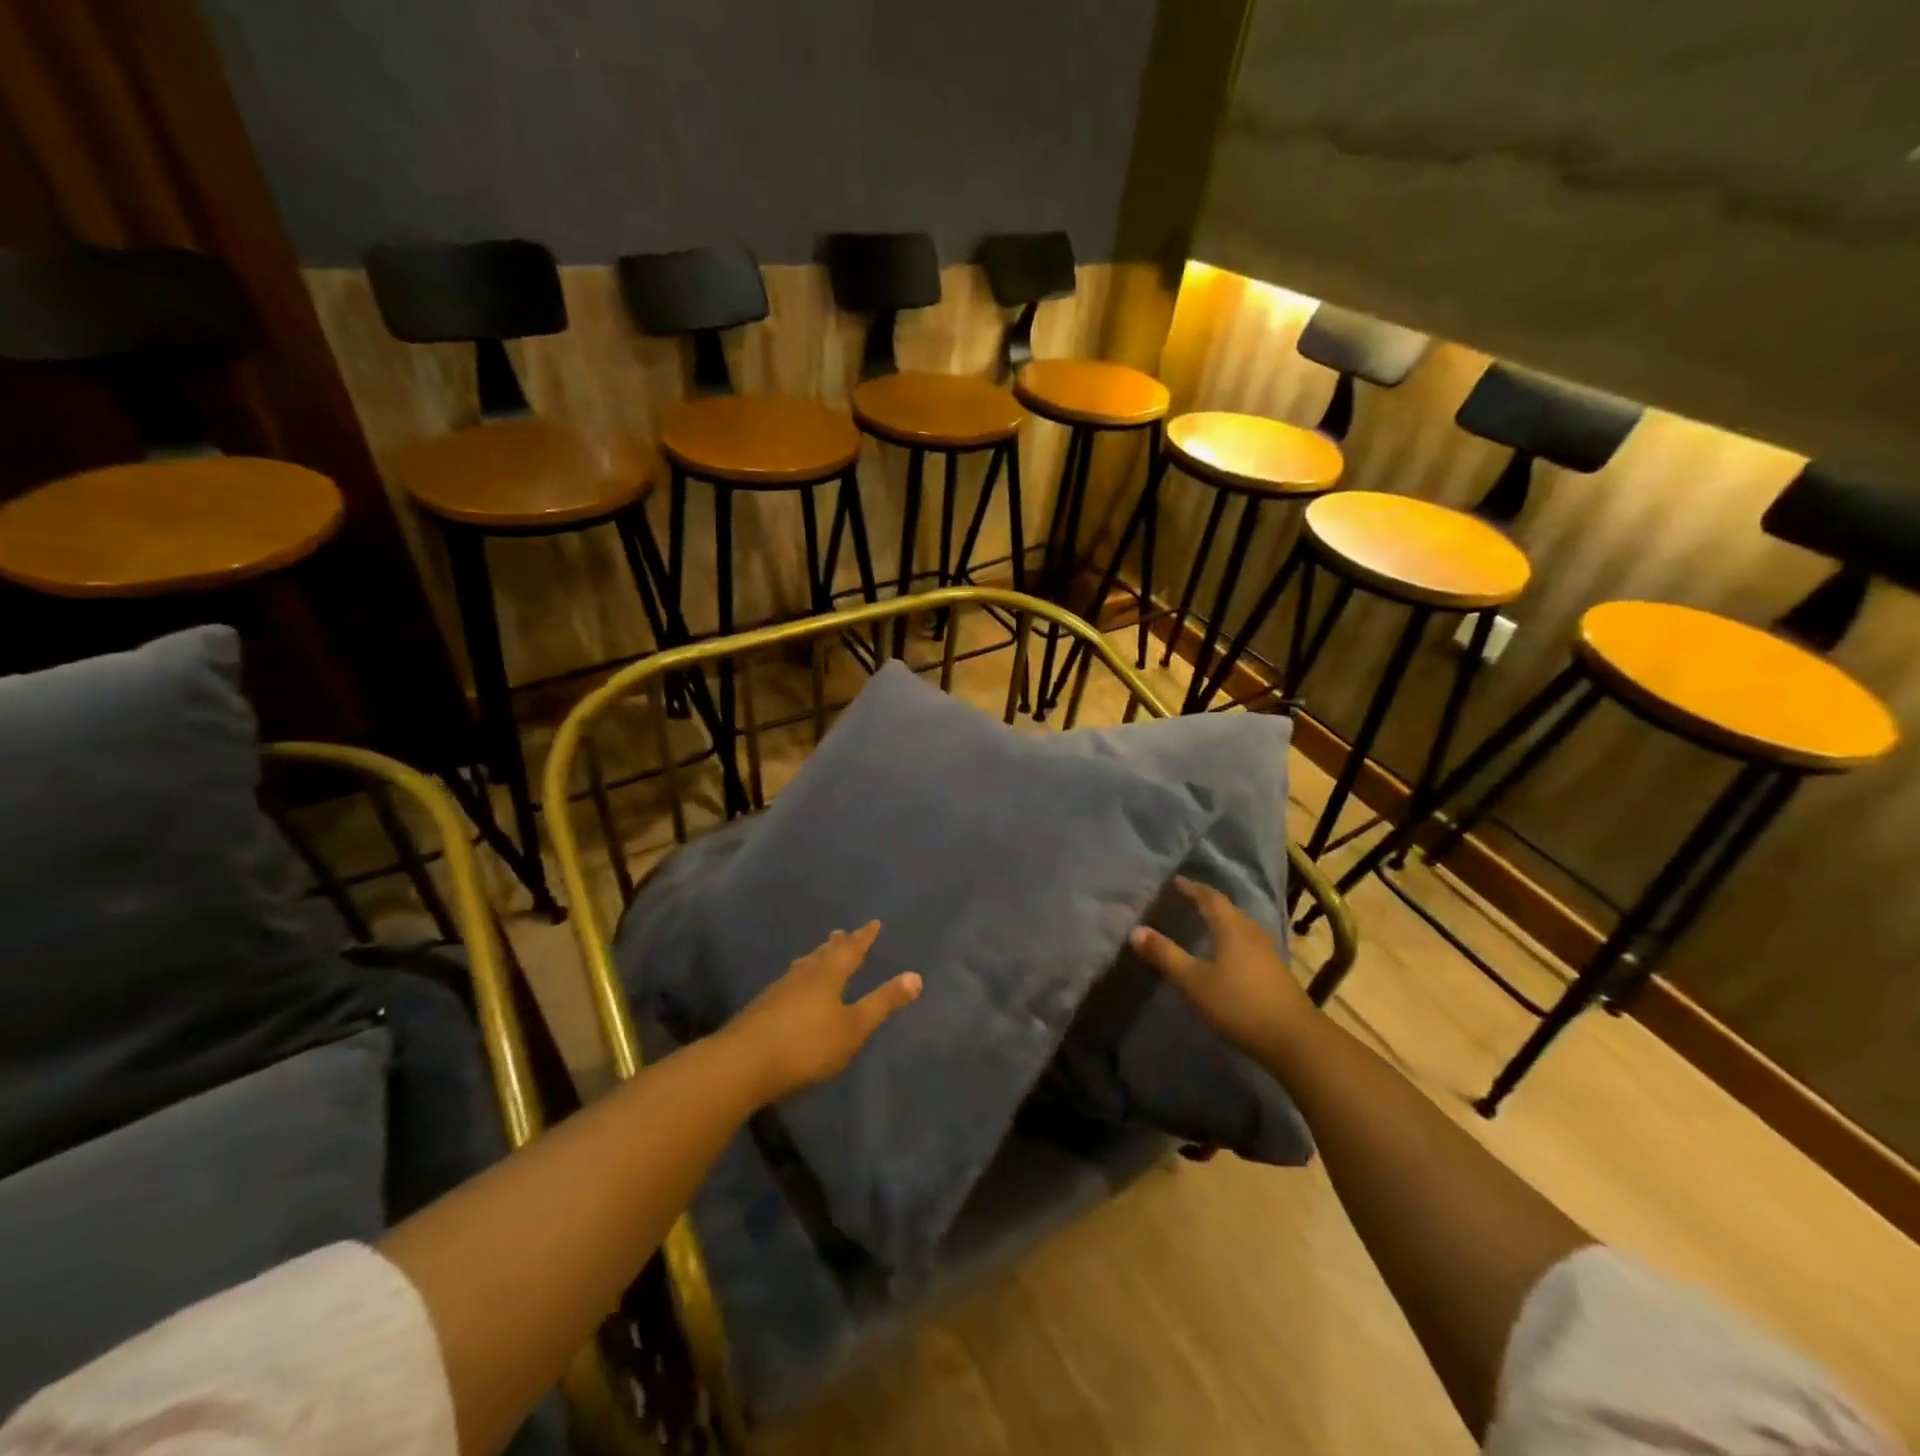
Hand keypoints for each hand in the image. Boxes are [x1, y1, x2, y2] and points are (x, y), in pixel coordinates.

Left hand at [723, 921, 921, 1104]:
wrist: (743, 1063)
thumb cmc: (806, 1044)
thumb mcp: (853, 1027)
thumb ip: (883, 1002)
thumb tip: (916, 976)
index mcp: (828, 974)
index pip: (851, 949)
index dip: (864, 937)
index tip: (873, 923)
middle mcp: (803, 975)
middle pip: (823, 954)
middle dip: (836, 945)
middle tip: (842, 933)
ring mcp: (779, 990)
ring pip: (803, 966)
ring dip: (815, 959)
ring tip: (819, 955)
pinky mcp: (763, 1009)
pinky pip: (789, 983)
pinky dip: (800, 978)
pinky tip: (794, 990)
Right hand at [1130, 877, 1314, 1065]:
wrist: (1294, 1039)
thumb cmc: (1239, 1004)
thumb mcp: (1194, 982)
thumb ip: (1165, 955)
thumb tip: (1136, 930)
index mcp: (1230, 927)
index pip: (1209, 897)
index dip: (1191, 887)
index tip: (1175, 881)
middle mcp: (1250, 932)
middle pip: (1227, 909)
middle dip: (1205, 901)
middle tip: (1185, 898)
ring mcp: (1266, 951)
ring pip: (1239, 925)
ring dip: (1221, 919)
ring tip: (1202, 921)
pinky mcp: (1274, 970)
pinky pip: (1247, 942)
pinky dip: (1231, 937)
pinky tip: (1225, 953)